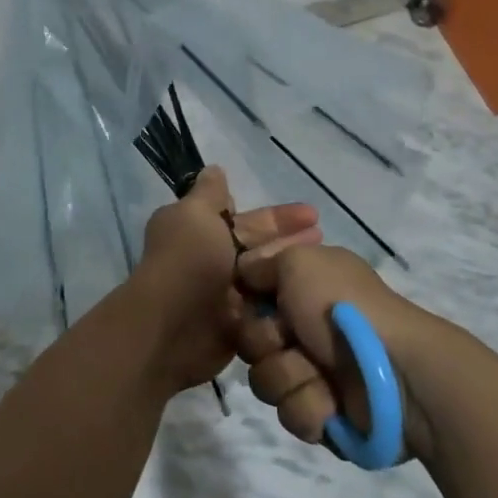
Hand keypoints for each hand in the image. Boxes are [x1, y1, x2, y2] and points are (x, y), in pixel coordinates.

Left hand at [124, 167, 320, 392]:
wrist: (173, 327)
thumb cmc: (188, 262)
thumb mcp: (195, 214)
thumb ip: (208, 193)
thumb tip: (214, 170)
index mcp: (197, 228)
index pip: (242, 217)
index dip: (276, 216)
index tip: (309, 214)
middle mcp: (209, 258)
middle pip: (257, 245)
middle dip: (288, 239)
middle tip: (324, 236)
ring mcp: (223, 293)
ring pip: (264, 275)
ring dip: (289, 269)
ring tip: (324, 264)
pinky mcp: (235, 323)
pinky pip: (264, 306)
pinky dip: (282, 299)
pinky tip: (311, 293)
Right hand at [233, 244, 441, 463]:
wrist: (394, 372)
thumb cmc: (343, 307)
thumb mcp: (299, 263)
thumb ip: (263, 263)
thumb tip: (245, 274)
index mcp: (305, 287)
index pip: (251, 295)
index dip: (245, 302)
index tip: (249, 303)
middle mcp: (306, 326)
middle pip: (250, 341)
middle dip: (265, 343)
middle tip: (291, 339)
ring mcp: (316, 370)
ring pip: (266, 380)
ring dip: (289, 377)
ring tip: (320, 376)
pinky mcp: (324, 412)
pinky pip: (291, 413)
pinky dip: (310, 407)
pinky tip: (332, 402)